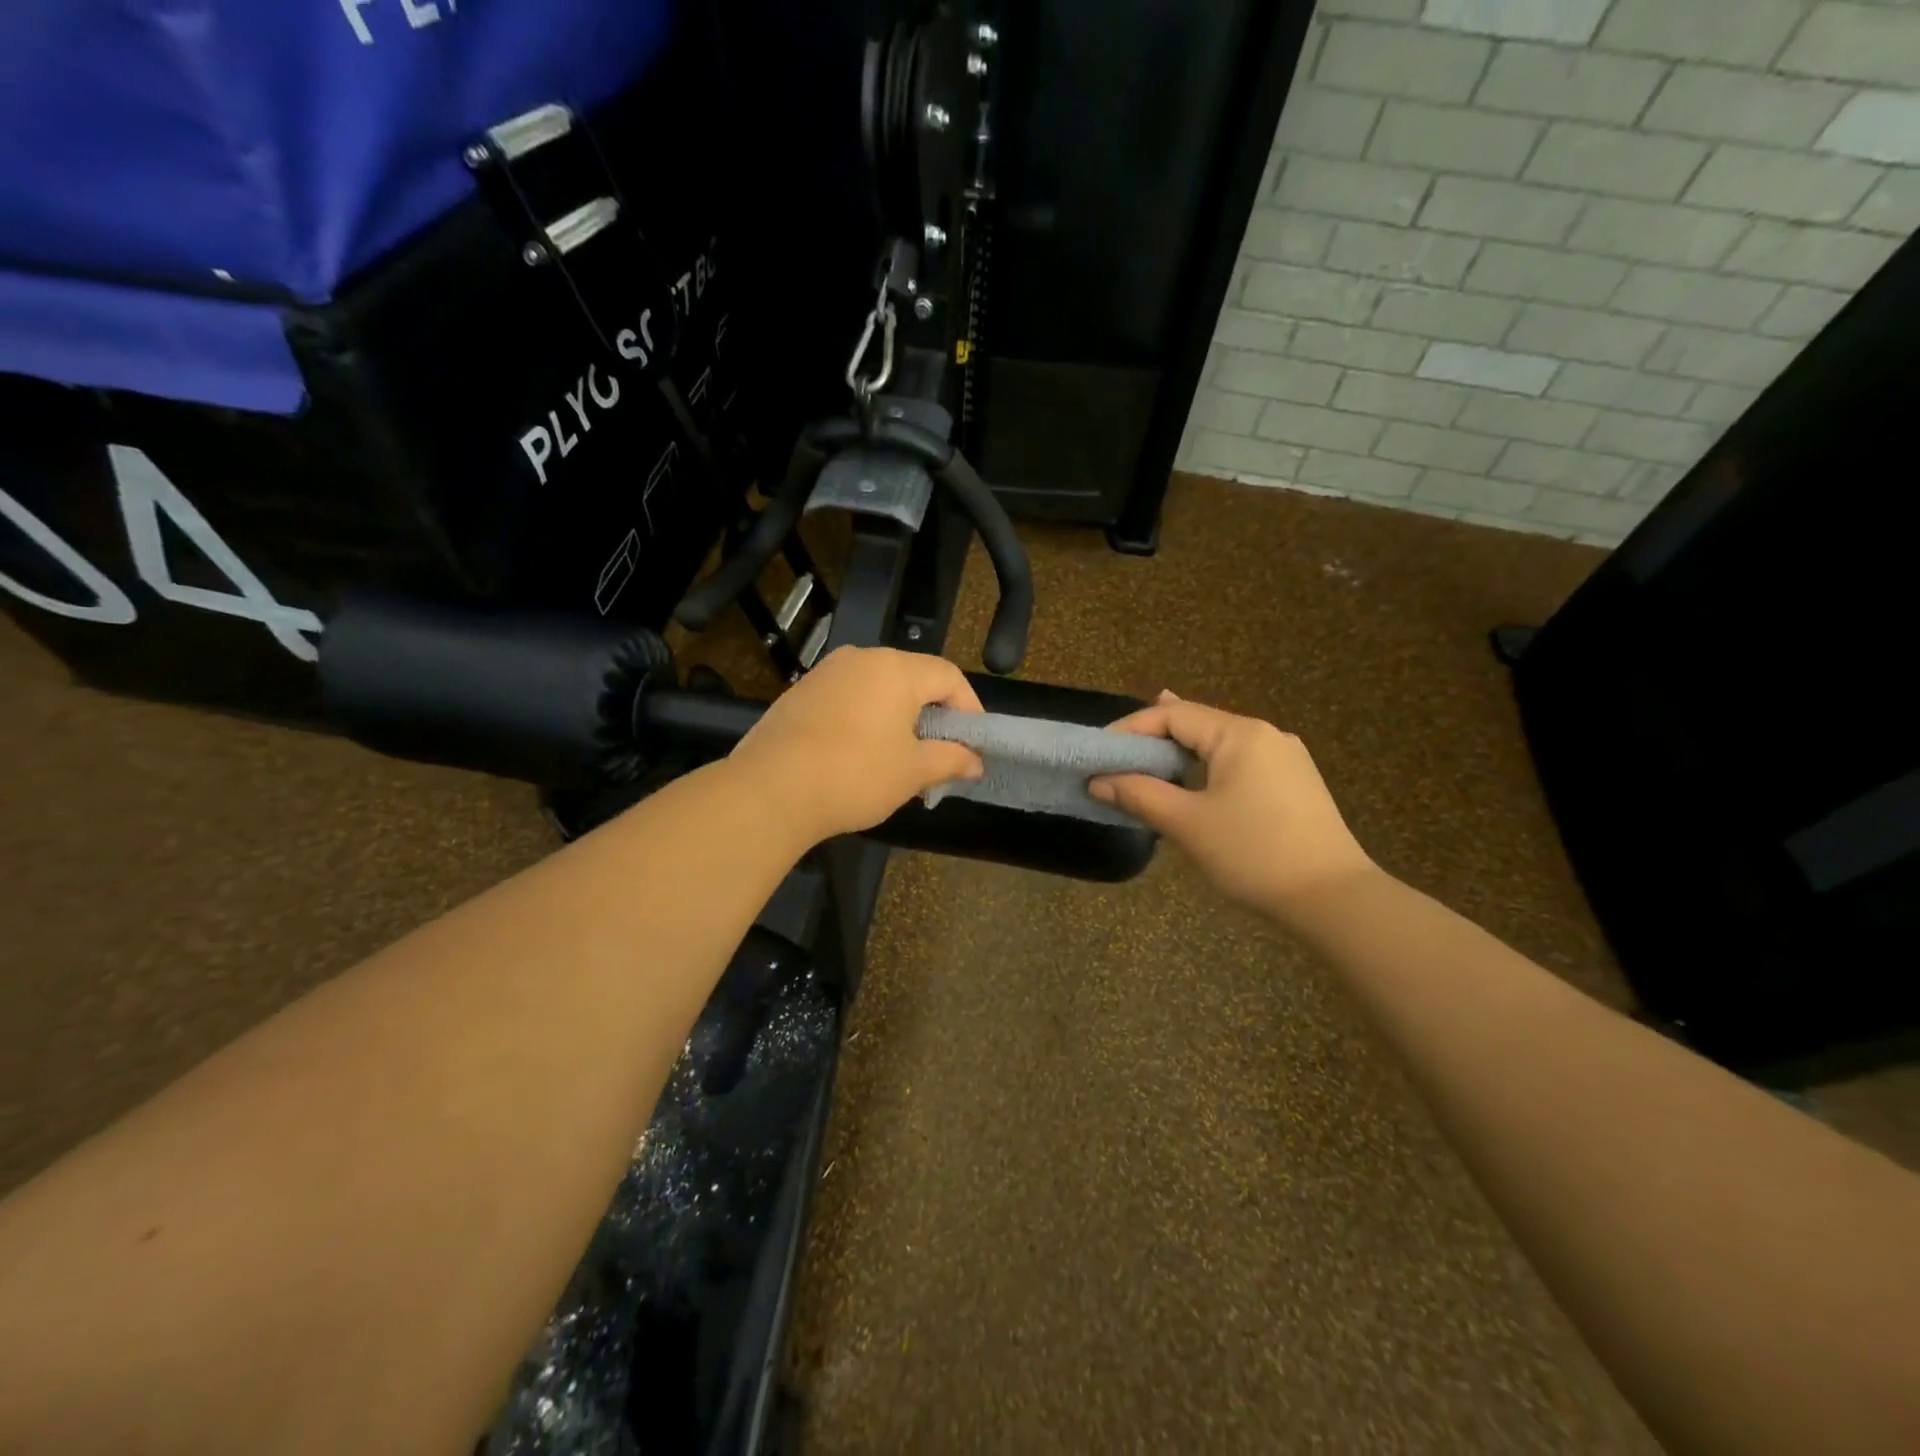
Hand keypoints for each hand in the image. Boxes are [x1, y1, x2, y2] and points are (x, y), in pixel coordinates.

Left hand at [728, 646, 985, 844]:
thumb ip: (951, 760)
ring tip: (901, 760)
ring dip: (898, 719)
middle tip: (939, 756)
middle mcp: (862, 659)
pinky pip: (849, 699)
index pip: (948, 676)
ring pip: (879, 689)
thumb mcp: (913, 772)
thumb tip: (975, 762)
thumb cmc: (855, 775)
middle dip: (933, 716)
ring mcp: (827, 673)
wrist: (770, 790)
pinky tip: (860, 756)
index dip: (969, 709)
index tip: (972, 745)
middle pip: (913, 679)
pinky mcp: (801, 692)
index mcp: (896, 669)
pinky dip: (866, 720)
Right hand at [1089, 691, 1376, 917]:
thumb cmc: (1254, 854)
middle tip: (1117, 758)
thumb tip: (1097, 781)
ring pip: (1219, 745)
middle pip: (1197, 724)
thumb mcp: (1188, 824)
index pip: (1173, 714)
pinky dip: (1207, 769)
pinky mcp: (1295, 784)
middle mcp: (1266, 735)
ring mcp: (1286, 759)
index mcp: (1240, 734)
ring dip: (1180, 755)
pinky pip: (1239, 764)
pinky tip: (1194, 782)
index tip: (1099, 754)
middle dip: (1154, 739)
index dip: (1130, 729)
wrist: (1333, 899)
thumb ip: (1139, 795)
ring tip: (1147, 763)